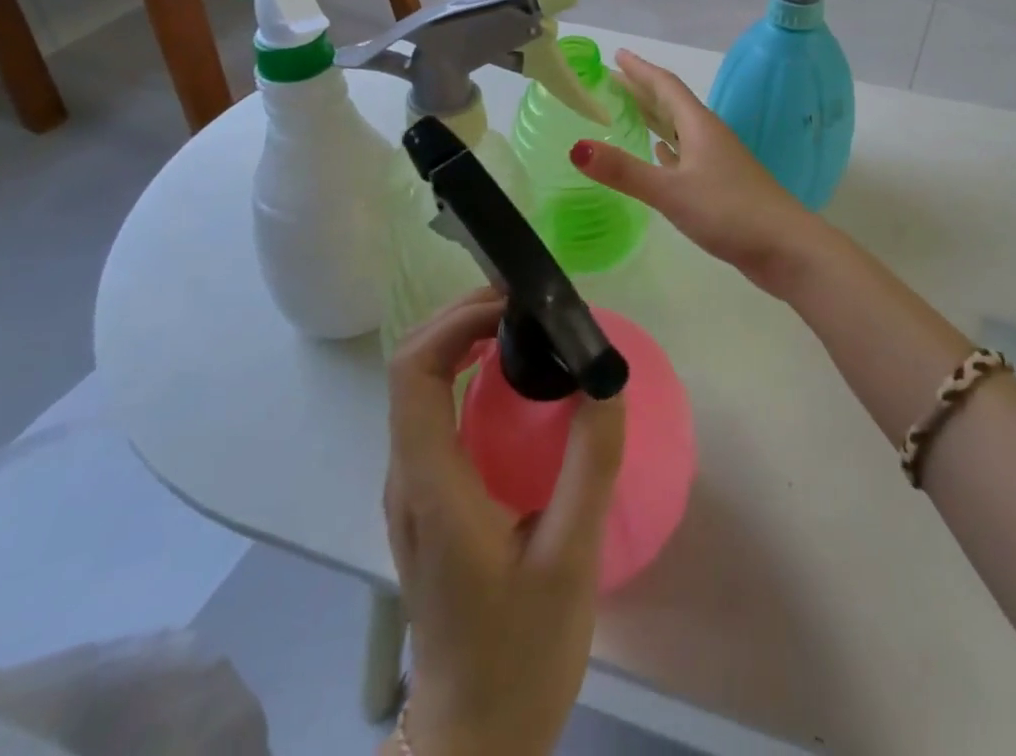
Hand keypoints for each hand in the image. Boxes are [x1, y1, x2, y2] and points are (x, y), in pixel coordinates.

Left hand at [382, 290, 624, 755]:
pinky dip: (465, 372)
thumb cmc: (520, 656)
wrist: (474, 741)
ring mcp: (413, 490)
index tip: (512, 303)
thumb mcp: (571, 559)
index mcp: (432, 486)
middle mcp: (408, 477)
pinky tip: (512, 377)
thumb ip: (590, 464)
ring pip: (418, 386)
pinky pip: (434, 411)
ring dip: (462, 340)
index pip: (413, 373)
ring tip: (524, 324)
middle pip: (411, 368)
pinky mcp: (427, 501)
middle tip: (526, 303)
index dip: (455, 322)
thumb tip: (607, 377)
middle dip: (461, 319)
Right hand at [571, 50, 825, 297]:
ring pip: (679, 128)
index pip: (666, 85)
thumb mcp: (671, 191)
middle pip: (671, 103)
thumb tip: (576, 148)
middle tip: (611, 81)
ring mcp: (718, 160)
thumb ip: (624, 171)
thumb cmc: (729, 211)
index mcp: (699, 125)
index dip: (640, 69)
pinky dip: (668, 148)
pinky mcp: (722, 183)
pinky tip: (660, 154)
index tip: (616, 55)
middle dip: (641, 90)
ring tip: (627, 112)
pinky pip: (687, 154)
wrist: (784, 246)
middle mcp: (709, 135)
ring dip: (654, 117)